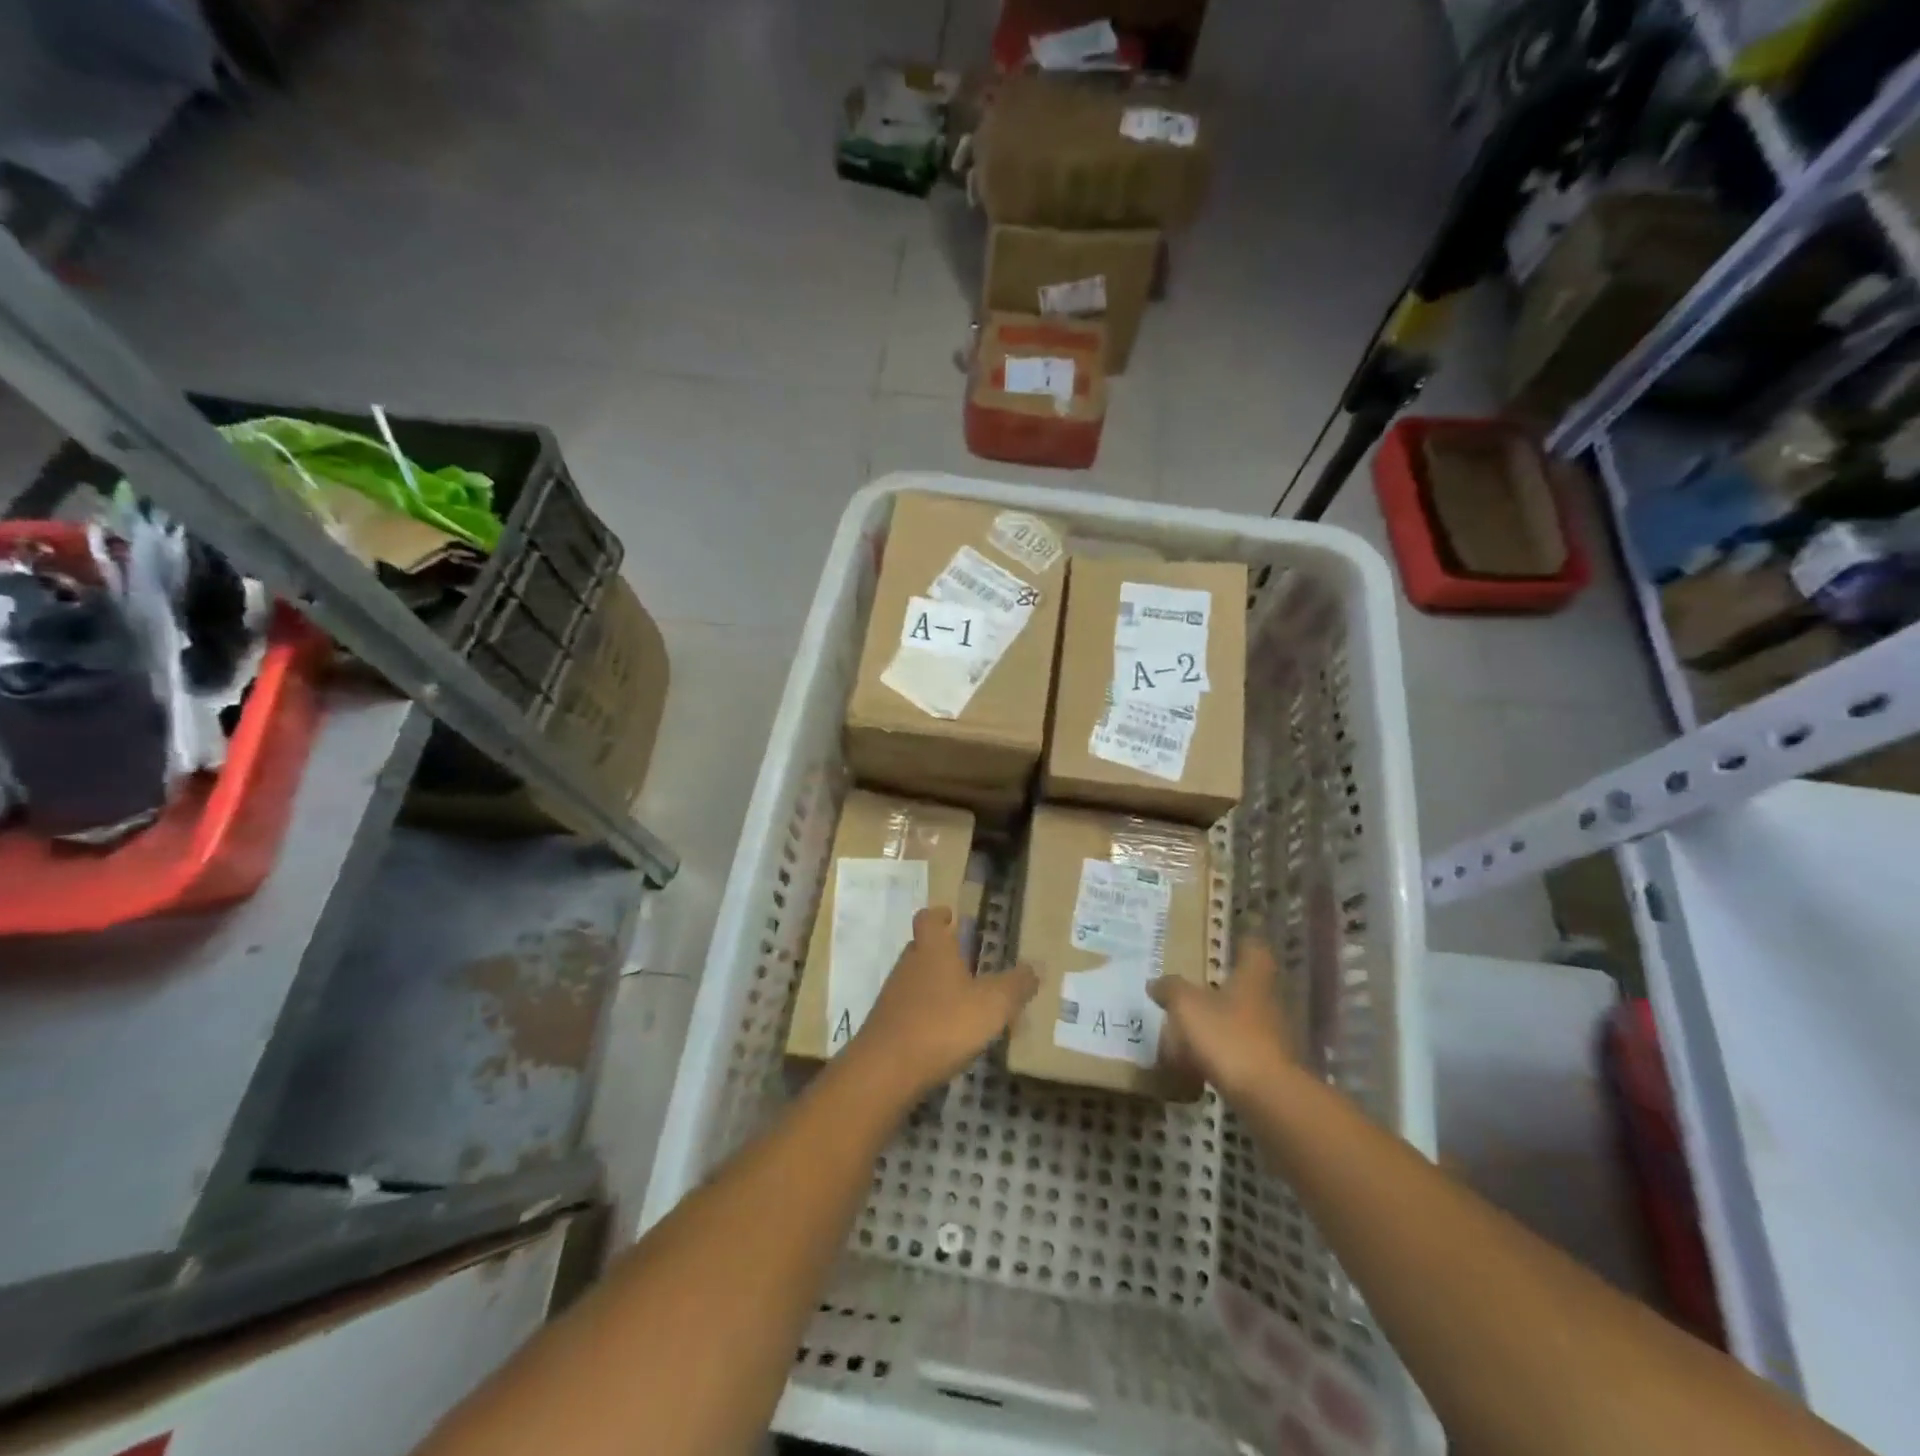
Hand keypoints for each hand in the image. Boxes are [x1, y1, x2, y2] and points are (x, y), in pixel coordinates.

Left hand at [847, 907, 1037, 1102]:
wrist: (886, 1070)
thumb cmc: (943, 1024)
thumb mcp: (992, 1005)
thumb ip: (1016, 985)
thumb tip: (1035, 968)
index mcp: (932, 949)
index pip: (928, 918)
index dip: (939, 915)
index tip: (952, 917)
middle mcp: (909, 964)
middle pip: (922, 947)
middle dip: (942, 951)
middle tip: (968, 961)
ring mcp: (894, 995)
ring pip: (916, 979)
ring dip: (936, 984)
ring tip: (963, 1000)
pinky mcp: (887, 1025)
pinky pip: (910, 1008)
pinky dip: (927, 1013)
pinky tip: (945, 1033)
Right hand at [1149, 936, 1293, 1100]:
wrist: (1267, 1096)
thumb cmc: (1228, 1037)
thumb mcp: (1188, 1006)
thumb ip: (1171, 989)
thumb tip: (1155, 982)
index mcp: (1252, 978)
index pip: (1255, 949)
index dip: (1245, 941)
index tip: (1233, 937)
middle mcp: (1268, 1001)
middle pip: (1249, 985)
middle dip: (1226, 983)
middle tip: (1198, 981)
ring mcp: (1272, 1035)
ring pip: (1244, 1017)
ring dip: (1222, 1018)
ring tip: (1191, 1022)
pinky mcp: (1269, 1066)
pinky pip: (1241, 1048)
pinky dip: (1222, 1049)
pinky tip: (1199, 1057)